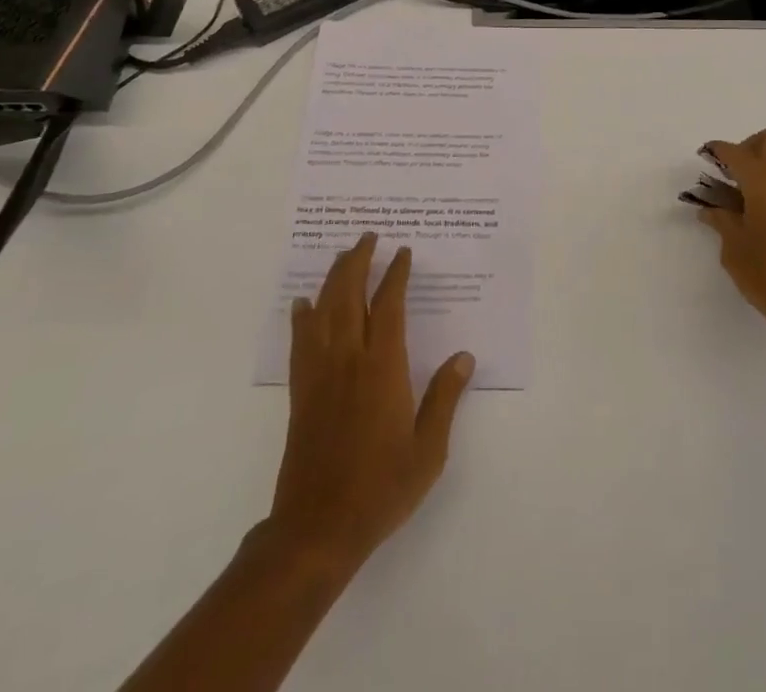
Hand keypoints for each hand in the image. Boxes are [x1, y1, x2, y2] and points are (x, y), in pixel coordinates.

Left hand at [268, 233, 475, 569]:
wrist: (317, 529)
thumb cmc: (380, 488)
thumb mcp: (427, 450)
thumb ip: (444, 398)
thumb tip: (464, 357)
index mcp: (383, 368)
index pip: (388, 305)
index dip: (395, 274)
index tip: (402, 252)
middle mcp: (349, 360)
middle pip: (349, 295)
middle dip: (358, 261)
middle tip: (368, 237)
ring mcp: (320, 374)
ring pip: (323, 311)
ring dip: (332, 278)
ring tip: (342, 256)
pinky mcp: (301, 392)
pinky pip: (301, 341)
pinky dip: (302, 316)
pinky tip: (303, 304)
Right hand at [696, 128, 765, 348]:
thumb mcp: (734, 248)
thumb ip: (721, 221)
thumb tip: (710, 209)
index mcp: (764, 182)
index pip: (737, 153)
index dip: (718, 150)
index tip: (705, 155)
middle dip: (747, 148)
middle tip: (731, 174)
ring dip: (764, 168)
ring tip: (743, 198)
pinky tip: (763, 217)